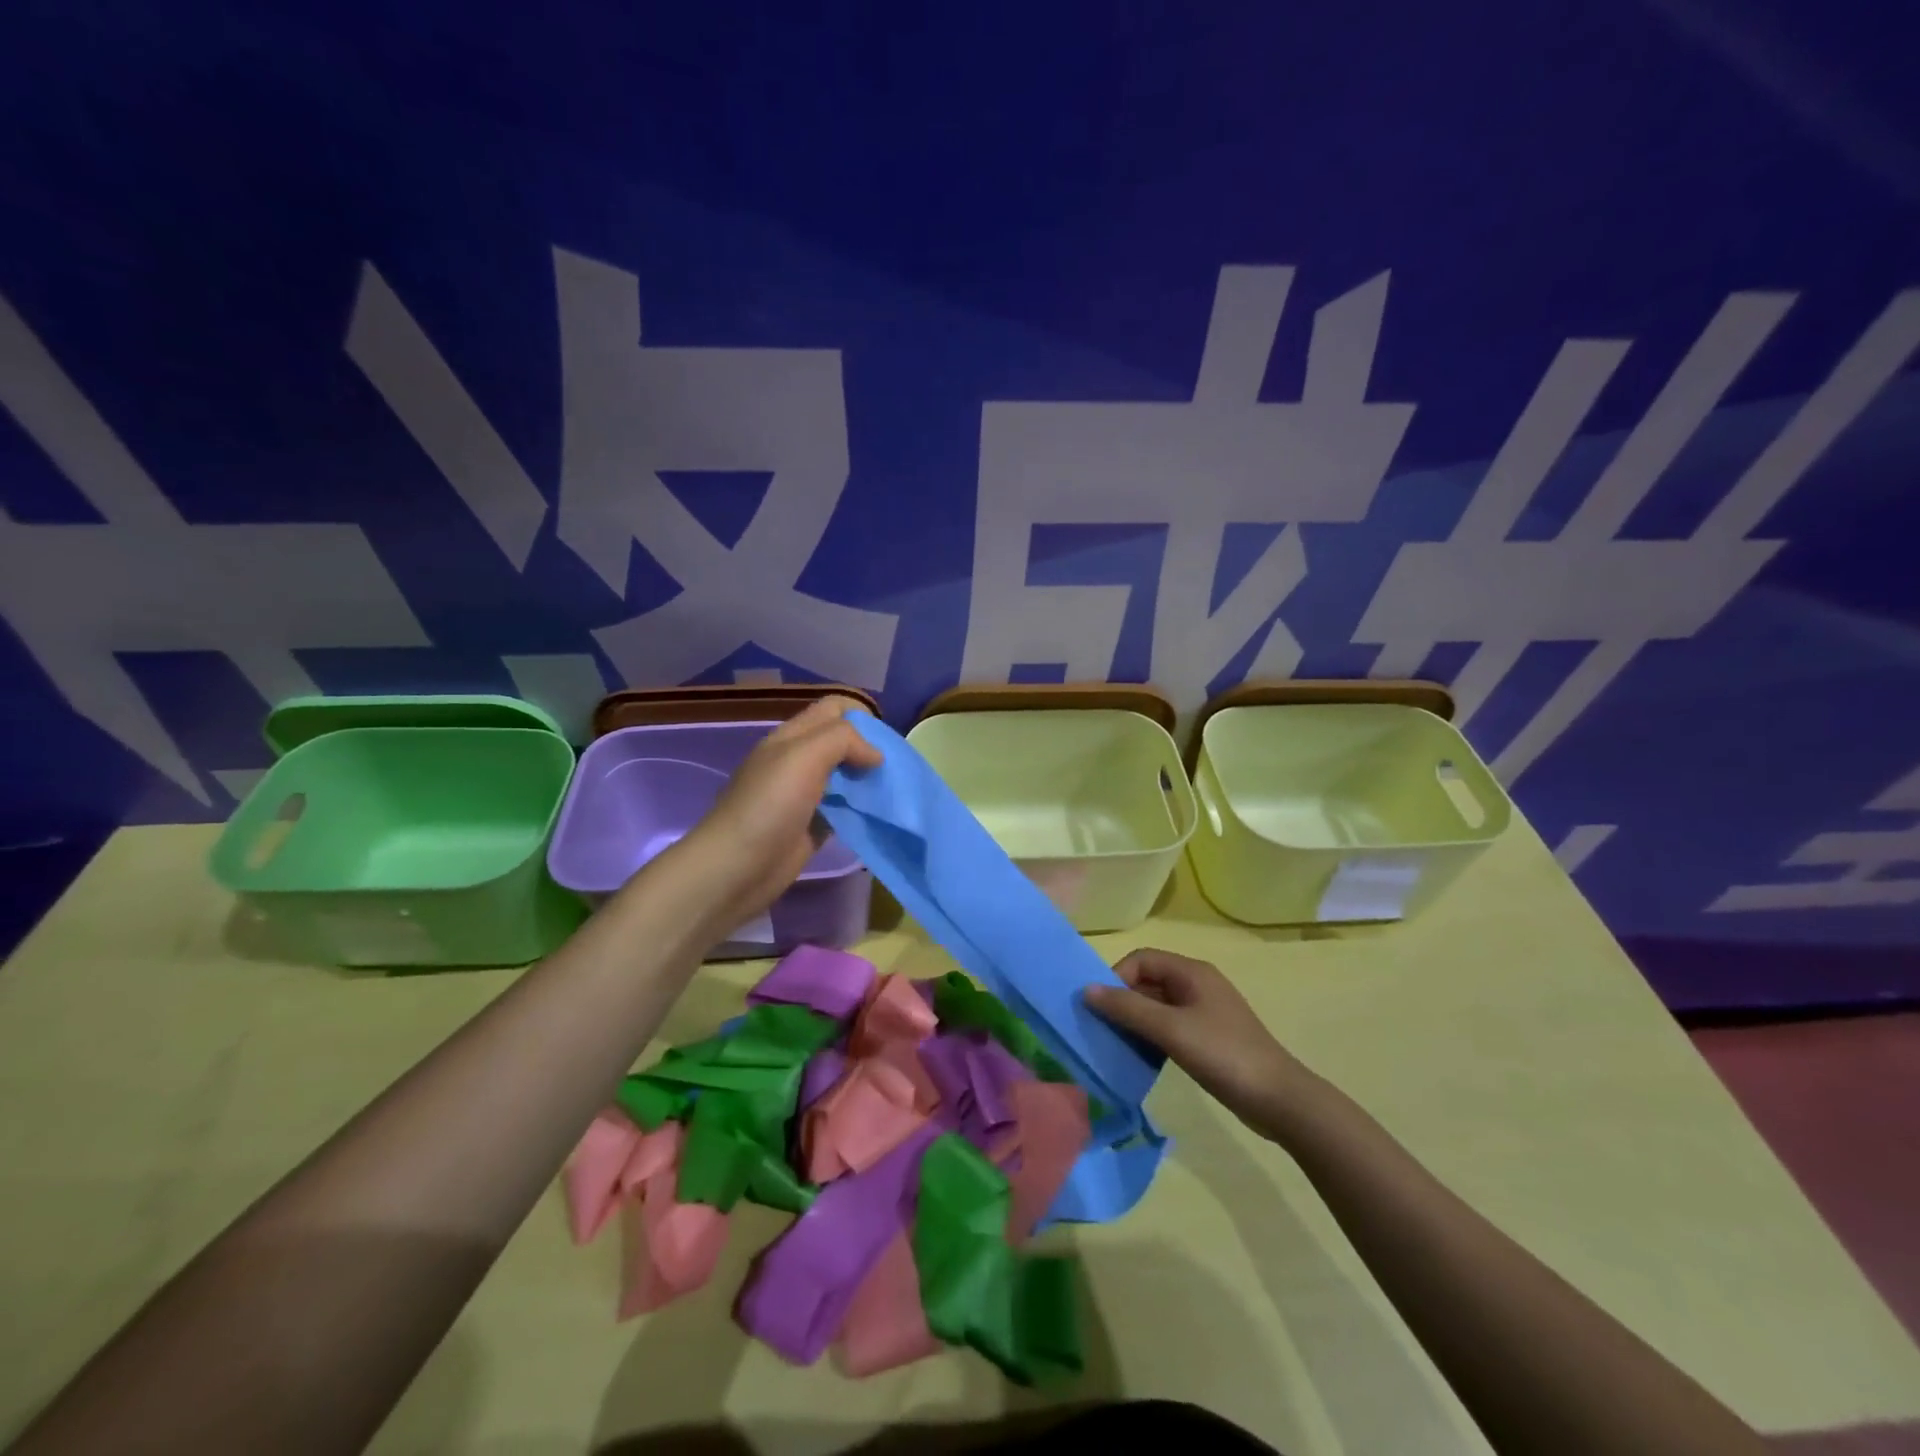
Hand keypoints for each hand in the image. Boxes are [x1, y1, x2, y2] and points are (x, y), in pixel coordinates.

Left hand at [675, 696, 883, 926]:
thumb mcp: (805, 756)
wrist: (736, 868)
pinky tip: (877, 815)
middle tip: (894, 768)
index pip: (833, 708)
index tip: (885, 741)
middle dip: (869, 748)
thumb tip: (875, 755)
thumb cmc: (769, 805)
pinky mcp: (811, 827)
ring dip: (867, 779)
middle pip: (841, 742)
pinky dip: (860, 808)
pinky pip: (843, 809)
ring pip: (844, 776)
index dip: (861, 715)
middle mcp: (798, 761)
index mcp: (792, 737)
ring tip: (892, 791)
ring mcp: (804, 796)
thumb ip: (843, 740)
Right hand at [1086, 948, 1310, 1138]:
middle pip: (1148, 981)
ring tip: (1119, 1045)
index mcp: (1191, 972)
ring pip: (1157, 1006)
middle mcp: (1197, 984)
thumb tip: (1087, 990)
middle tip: (1104, 1029)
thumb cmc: (1223, 1055)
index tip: (1103, 1008)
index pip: (1141, 959)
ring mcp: (1205, 1011)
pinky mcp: (1209, 1037)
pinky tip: (1144, 1058)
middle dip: (1123, 1001)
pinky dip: (1152, 1036)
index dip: (1117, 978)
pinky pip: (1170, 1026)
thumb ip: (1128, 1008)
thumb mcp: (1171, 1030)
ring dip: (1136, 1021)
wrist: (1279, 1099)